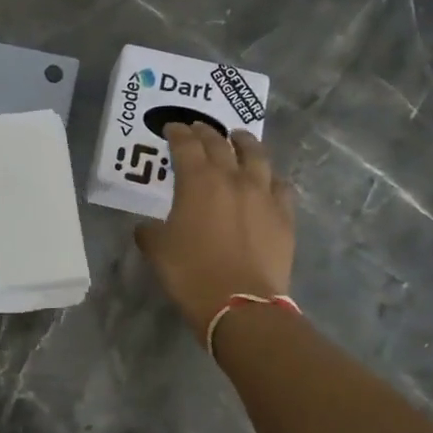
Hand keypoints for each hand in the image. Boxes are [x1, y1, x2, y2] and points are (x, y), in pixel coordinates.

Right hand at [135, 125, 295, 343]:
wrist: (240, 304)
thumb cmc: (191, 273)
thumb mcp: (158, 251)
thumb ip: (150, 231)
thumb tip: (148, 227)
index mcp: (198, 181)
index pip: (186, 145)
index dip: (178, 133)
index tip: (173, 128)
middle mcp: (232, 178)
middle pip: (220, 144)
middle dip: (207, 133)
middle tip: (199, 128)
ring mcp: (263, 195)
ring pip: (257, 156)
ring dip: (245, 143)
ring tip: (239, 138)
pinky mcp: (284, 215)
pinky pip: (281, 186)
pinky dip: (271, 177)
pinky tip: (268, 180)